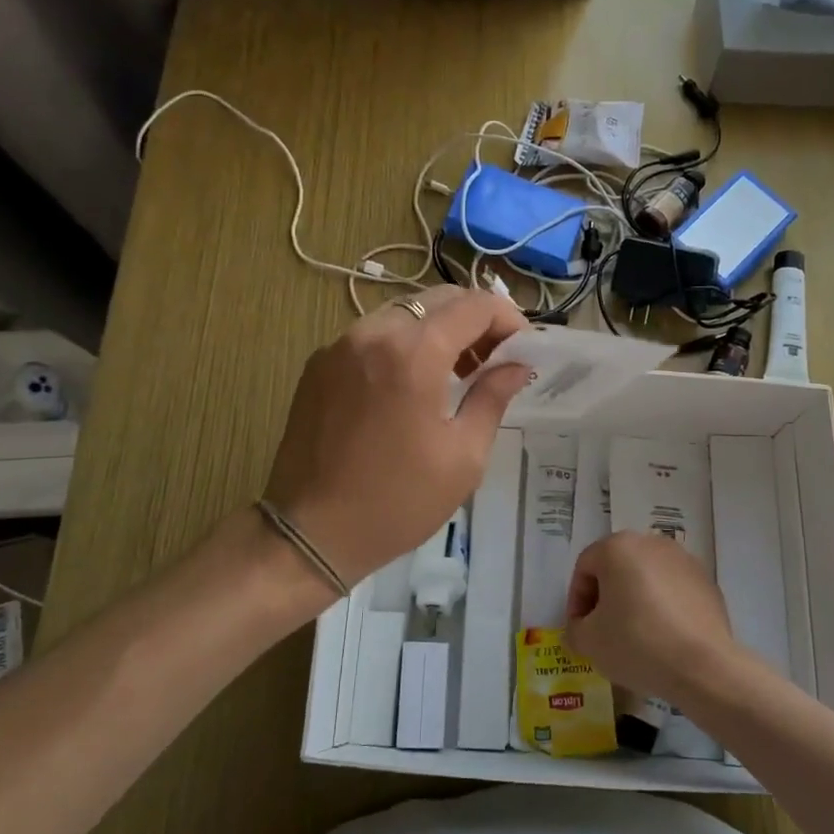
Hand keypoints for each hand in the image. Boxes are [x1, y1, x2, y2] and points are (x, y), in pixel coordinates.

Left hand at [263, 287, 529, 595]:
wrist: (310, 533)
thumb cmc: (397, 501)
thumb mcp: (463, 456)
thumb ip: (492, 398)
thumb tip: (516, 366)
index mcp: (413, 354)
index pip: (473, 305)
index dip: (507, 318)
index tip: (522, 348)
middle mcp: (372, 333)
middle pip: (437, 300)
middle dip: (474, 320)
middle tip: (494, 358)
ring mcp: (339, 345)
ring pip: (403, 313)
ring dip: (438, 330)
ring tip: (457, 371)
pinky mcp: (319, 364)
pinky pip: (372, 334)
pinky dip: (403, 343)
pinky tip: (412, 382)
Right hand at [564, 531, 739, 703]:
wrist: (703, 665)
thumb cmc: (636, 643)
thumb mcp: (589, 641)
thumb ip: (575, 628)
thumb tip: (584, 627)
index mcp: (617, 547)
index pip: (585, 567)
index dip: (577, 599)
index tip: (580, 629)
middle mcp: (651, 542)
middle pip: (617, 567)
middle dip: (606, 597)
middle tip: (603, 630)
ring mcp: (684, 560)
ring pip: (647, 577)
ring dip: (636, 600)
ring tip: (636, 636)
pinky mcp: (707, 581)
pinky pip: (673, 590)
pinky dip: (663, 607)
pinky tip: (664, 638)